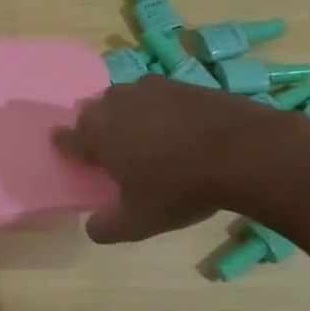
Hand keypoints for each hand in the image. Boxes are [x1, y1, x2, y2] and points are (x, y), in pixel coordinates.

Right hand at [53, 76, 309, 242]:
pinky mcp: (180, 83)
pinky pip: (156, 96)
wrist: (244, 151)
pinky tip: (176, 130)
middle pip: (92, 114)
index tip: (74, 159)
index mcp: (95, 134)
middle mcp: (114, 104)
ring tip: (144, 139)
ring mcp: (148, 88)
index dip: (66, 149)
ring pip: (124, 100)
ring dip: (126, 116)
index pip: (65, 138)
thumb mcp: (138, 222)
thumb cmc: (179, 188)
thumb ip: (106, 227)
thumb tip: (92, 226)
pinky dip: (159, 110)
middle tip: (111, 154)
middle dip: (96, 130)